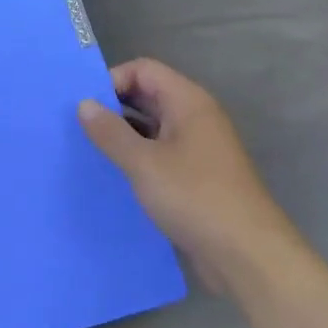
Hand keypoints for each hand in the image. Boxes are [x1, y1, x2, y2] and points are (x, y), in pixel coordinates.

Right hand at [79, 58, 298, 294]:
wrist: (249, 257)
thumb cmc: (196, 198)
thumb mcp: (144, 163)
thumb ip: (111, 132)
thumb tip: (84, 104)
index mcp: (188, 102)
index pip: (144, 70)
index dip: (113, 80)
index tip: (85, 105)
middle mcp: (195, 118)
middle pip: (148, 96)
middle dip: (114, 107)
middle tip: (78, 126)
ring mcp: (198, 149)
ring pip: (153, 128)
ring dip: (124, 136)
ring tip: (89, 150)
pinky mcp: (197, 178)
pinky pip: (160, 155)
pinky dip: (138, 159)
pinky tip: (114, 177)